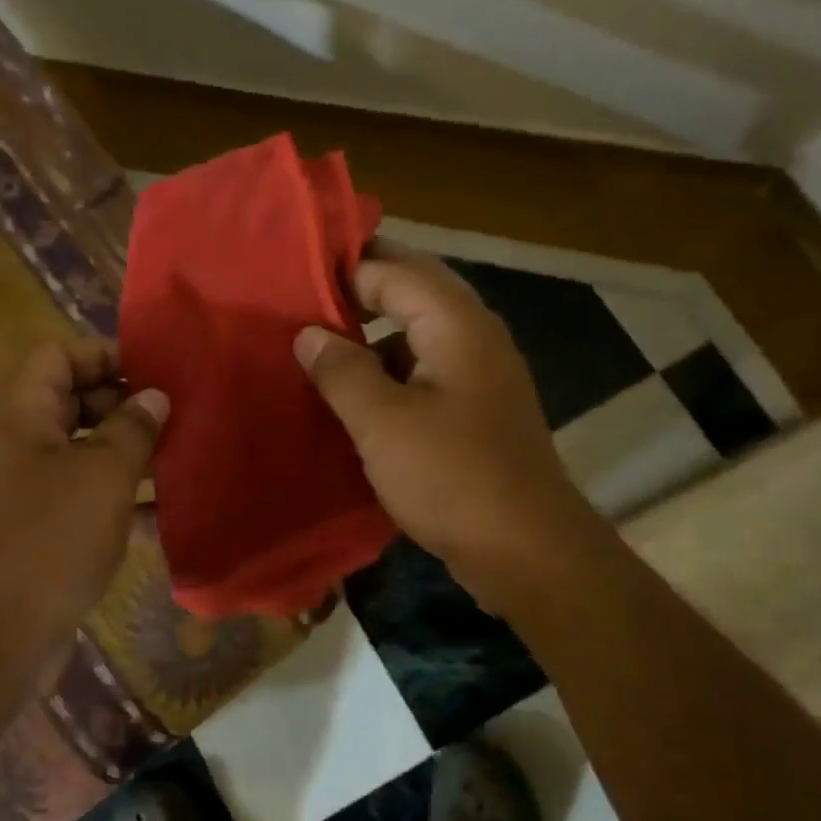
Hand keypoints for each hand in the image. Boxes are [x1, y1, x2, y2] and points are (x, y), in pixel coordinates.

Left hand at [0, 338, 166, 636]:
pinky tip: (162, 514)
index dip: (108, 356)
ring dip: (128, 454)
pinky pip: (80, 496)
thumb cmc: (49, 537)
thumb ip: (134, 428)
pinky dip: (116, 498)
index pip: (60, 353)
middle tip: (177, 419)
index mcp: (18, 409)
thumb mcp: (104, 473)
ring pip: (82, 451)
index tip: (159, 376)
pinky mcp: (34, 528)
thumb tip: (153, 397)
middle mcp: (14, 439)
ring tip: (180, 460)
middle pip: (72, 399)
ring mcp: (22, 486)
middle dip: (126, 406)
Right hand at [293, 248, 589, 609]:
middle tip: (301, 297)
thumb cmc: (453, 478)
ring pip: (416, 332)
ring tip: (317, 343)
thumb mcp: (383, 423)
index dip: (344, 268)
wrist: (528, 553)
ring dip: (371, 333)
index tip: (291, 275)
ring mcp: (478, 374)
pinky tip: (352, 392)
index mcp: (456, 324)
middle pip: (412, 291)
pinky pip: (423, 370)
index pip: (394, 269)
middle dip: (359, 290)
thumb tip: (309, 334)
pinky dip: (387, 370)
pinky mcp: (474, 410)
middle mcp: (474, 336)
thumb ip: (342, 371)